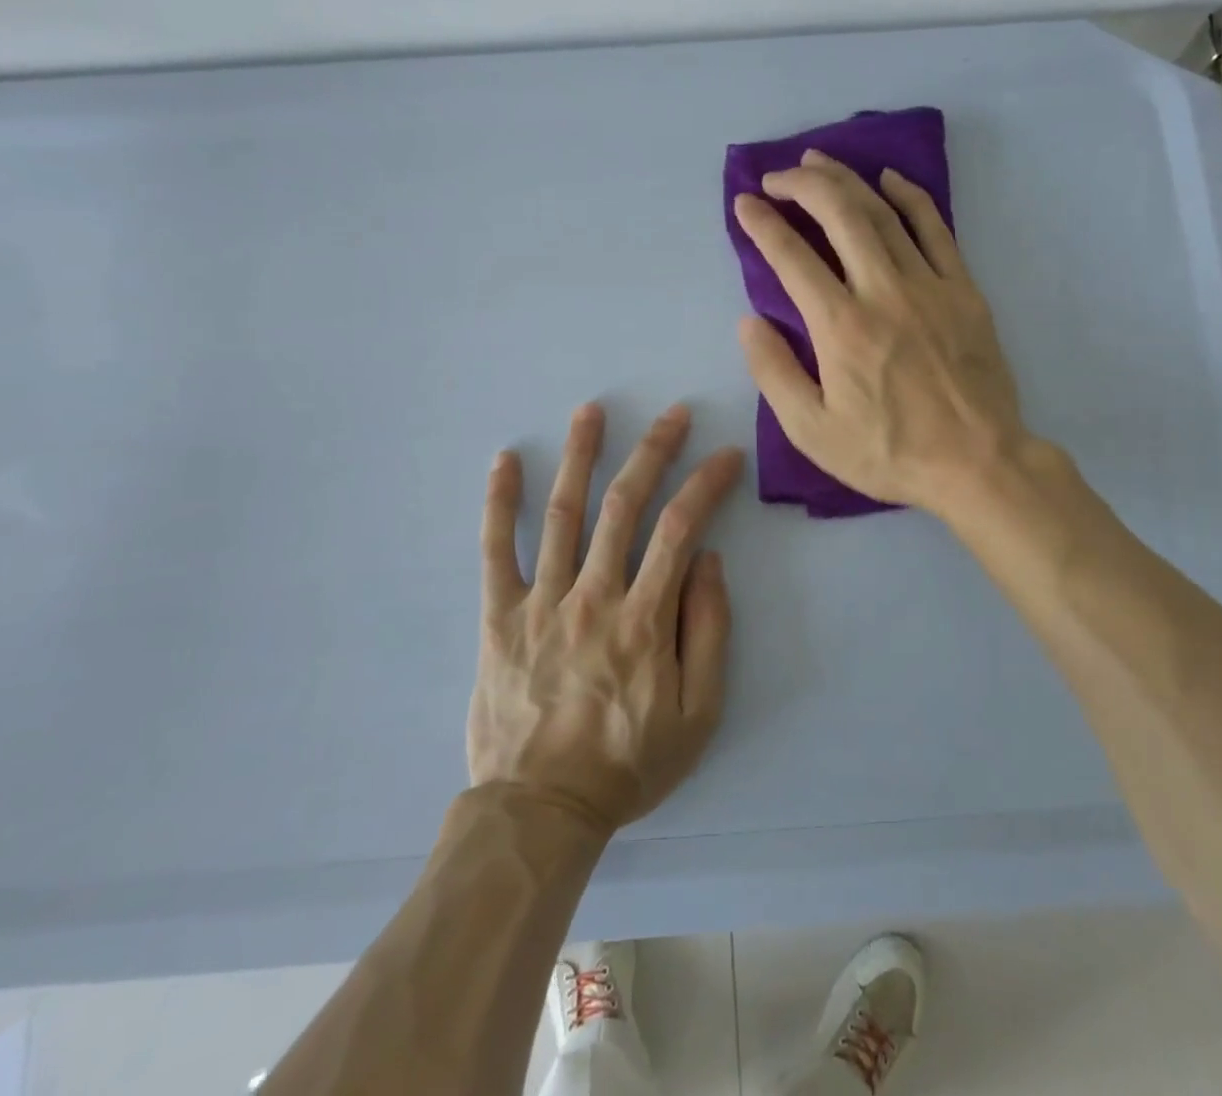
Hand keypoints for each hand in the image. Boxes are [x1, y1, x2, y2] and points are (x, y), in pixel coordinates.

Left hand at [468, 403, 744, 832]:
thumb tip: (707, 561)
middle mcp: (593, 595)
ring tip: (591, 411)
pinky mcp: (499, 616)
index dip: (706, 484)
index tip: (726, 455)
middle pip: (624, 505)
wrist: (541, 809)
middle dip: (653, 451)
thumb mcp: (697, 714)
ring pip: (563, 513)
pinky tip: (505, 460)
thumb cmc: (628, 763)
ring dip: (579, 456)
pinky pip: (495, 550)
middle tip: (673, 414)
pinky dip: (500, 502)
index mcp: (644, 619)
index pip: (681, 529)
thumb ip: (708, 631)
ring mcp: (541, 601)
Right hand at [733, 150, 1025, 515]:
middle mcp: (882, 291)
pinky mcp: (963, 289)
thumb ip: (774, 372)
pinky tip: (889, 179)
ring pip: (882, 212)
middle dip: (802, 184)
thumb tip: (749, 321)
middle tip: (776, 176)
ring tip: (817, 162)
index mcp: (840, 326)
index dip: (763, 224)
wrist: (978, 463)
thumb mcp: (813, 431)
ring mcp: (928, 284)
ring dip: (846, 179)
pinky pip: (935, 228)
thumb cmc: (890, 452)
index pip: (792, 257)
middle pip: (839, 214)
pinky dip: (910, 197)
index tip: (745, 204)